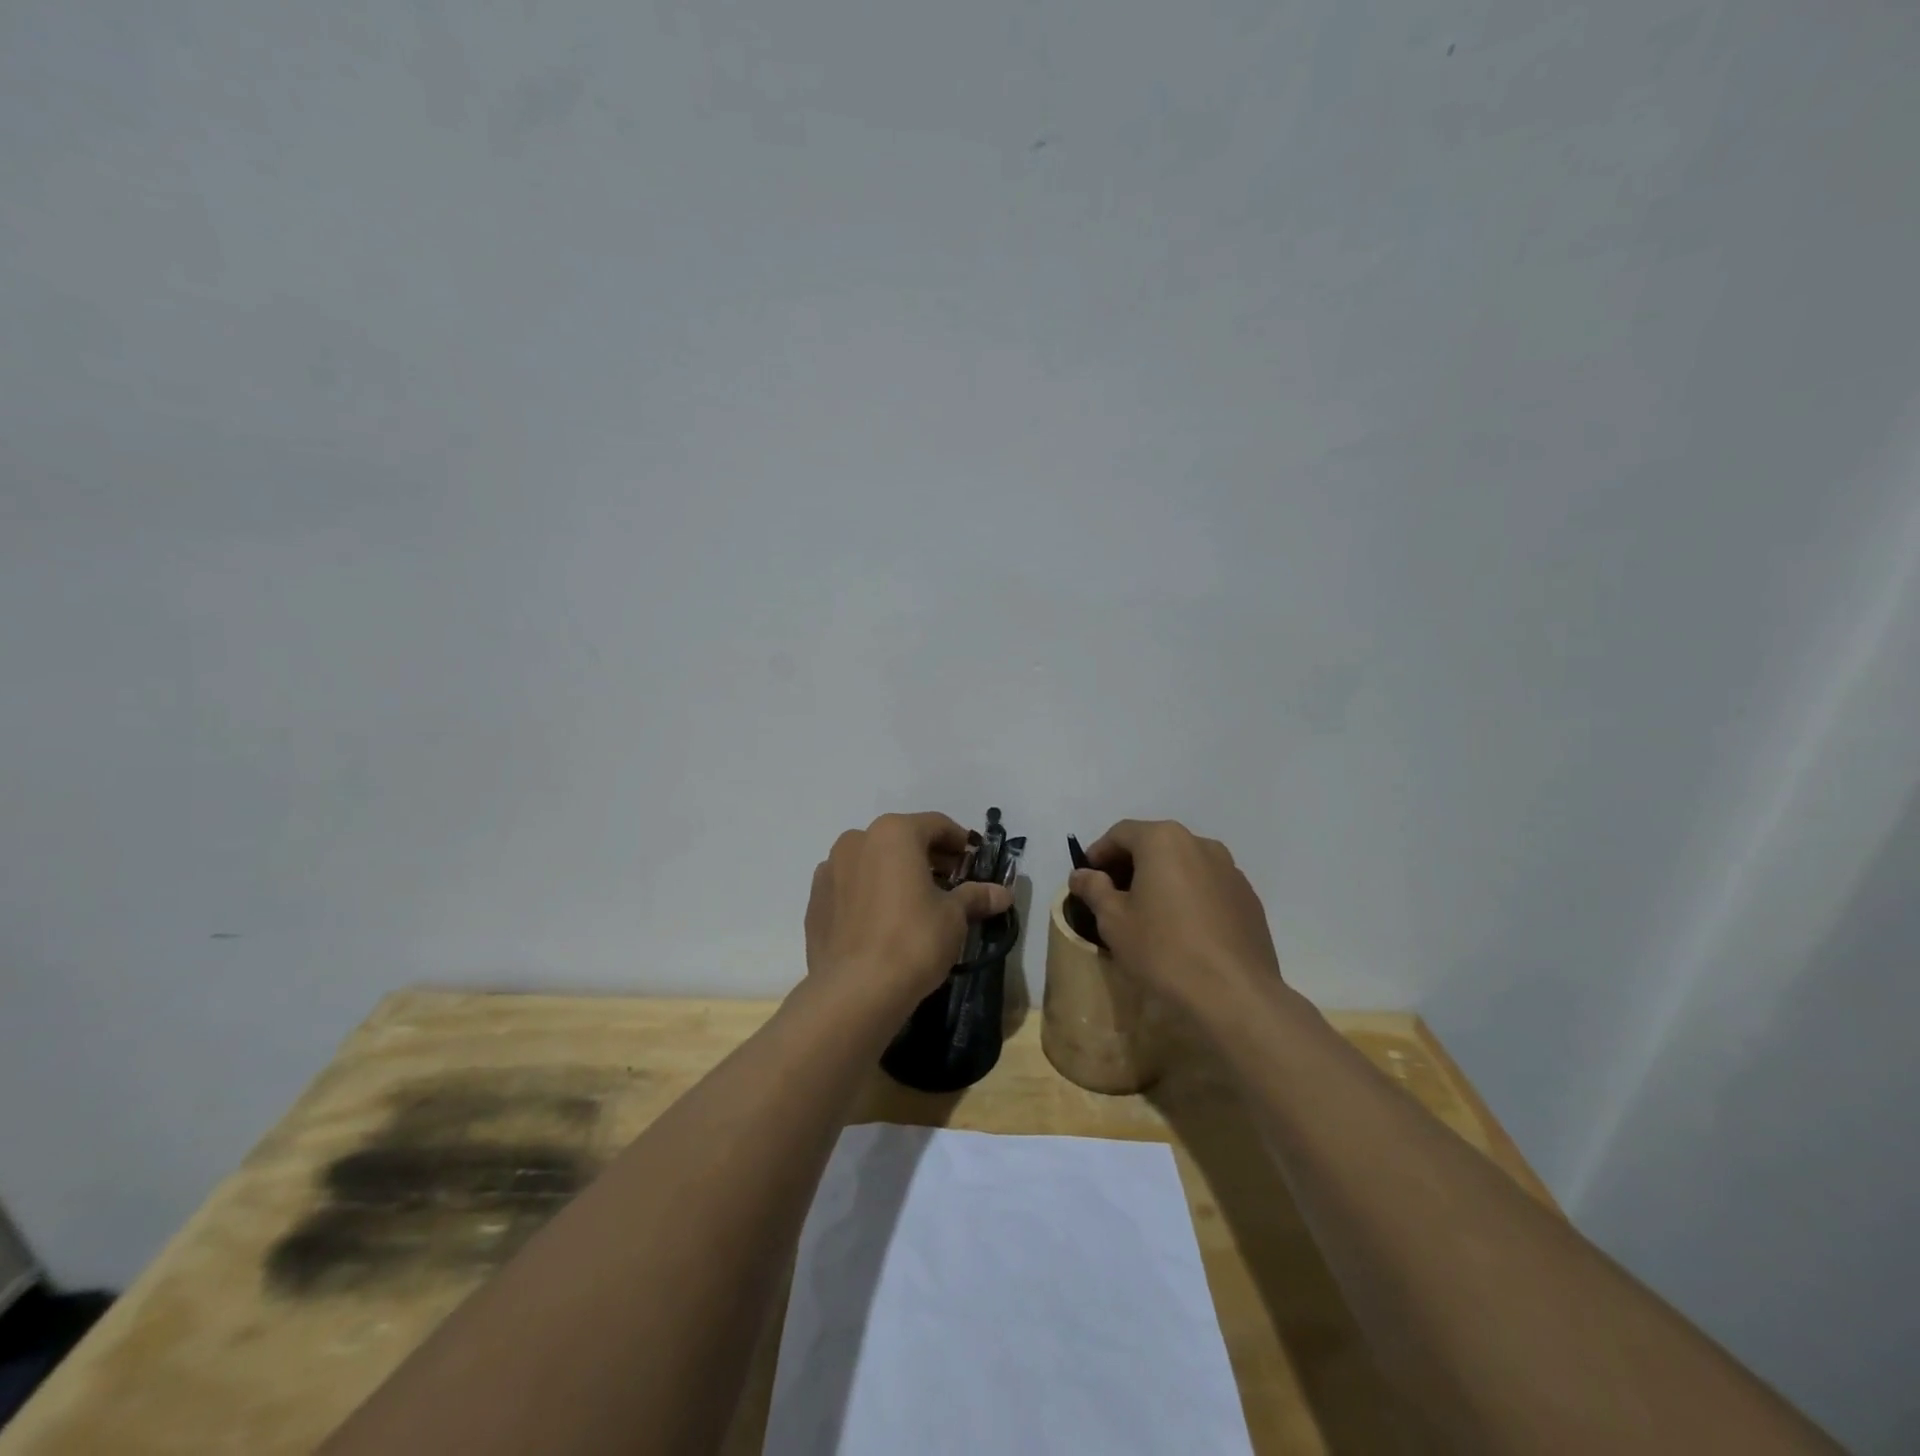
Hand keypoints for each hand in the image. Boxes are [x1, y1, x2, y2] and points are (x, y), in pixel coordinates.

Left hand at [804, 812, 1012, 1012]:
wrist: (854, 991)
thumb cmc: (913, 940)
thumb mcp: (954, 916)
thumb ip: (976, 896)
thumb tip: (1003, 894)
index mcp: (893, 833)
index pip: (936, 825)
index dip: (960, 842)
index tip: (974, 863)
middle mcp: (856, 840)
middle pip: (901, 840)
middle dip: (928, 858)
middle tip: (951, 884)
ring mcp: (829, 870)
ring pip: (872, 861)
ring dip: (896, 874)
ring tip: (917, 904)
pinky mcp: (815, 901)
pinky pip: (851, 887)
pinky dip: (870, 893)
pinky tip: (884, 922)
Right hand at [1068, 819, 1283, 1020]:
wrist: (1235, 995)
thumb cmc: (1164, 950)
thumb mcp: (1114, 920)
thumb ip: (1094, 889)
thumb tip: (1081, 874)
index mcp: (1164, 840)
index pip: (1121, 833)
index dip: (1098, 853)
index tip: (1086, 879)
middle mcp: (1200, 844)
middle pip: (1155, 844)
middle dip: (1130, 865)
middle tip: (1112, 897)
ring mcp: (1230, 870)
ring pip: (1183, 865)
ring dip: (1161, 880)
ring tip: (1148, 914)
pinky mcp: (1248, 898)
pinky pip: (1207, 886)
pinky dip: (1188, 896)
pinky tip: (1182, 930)